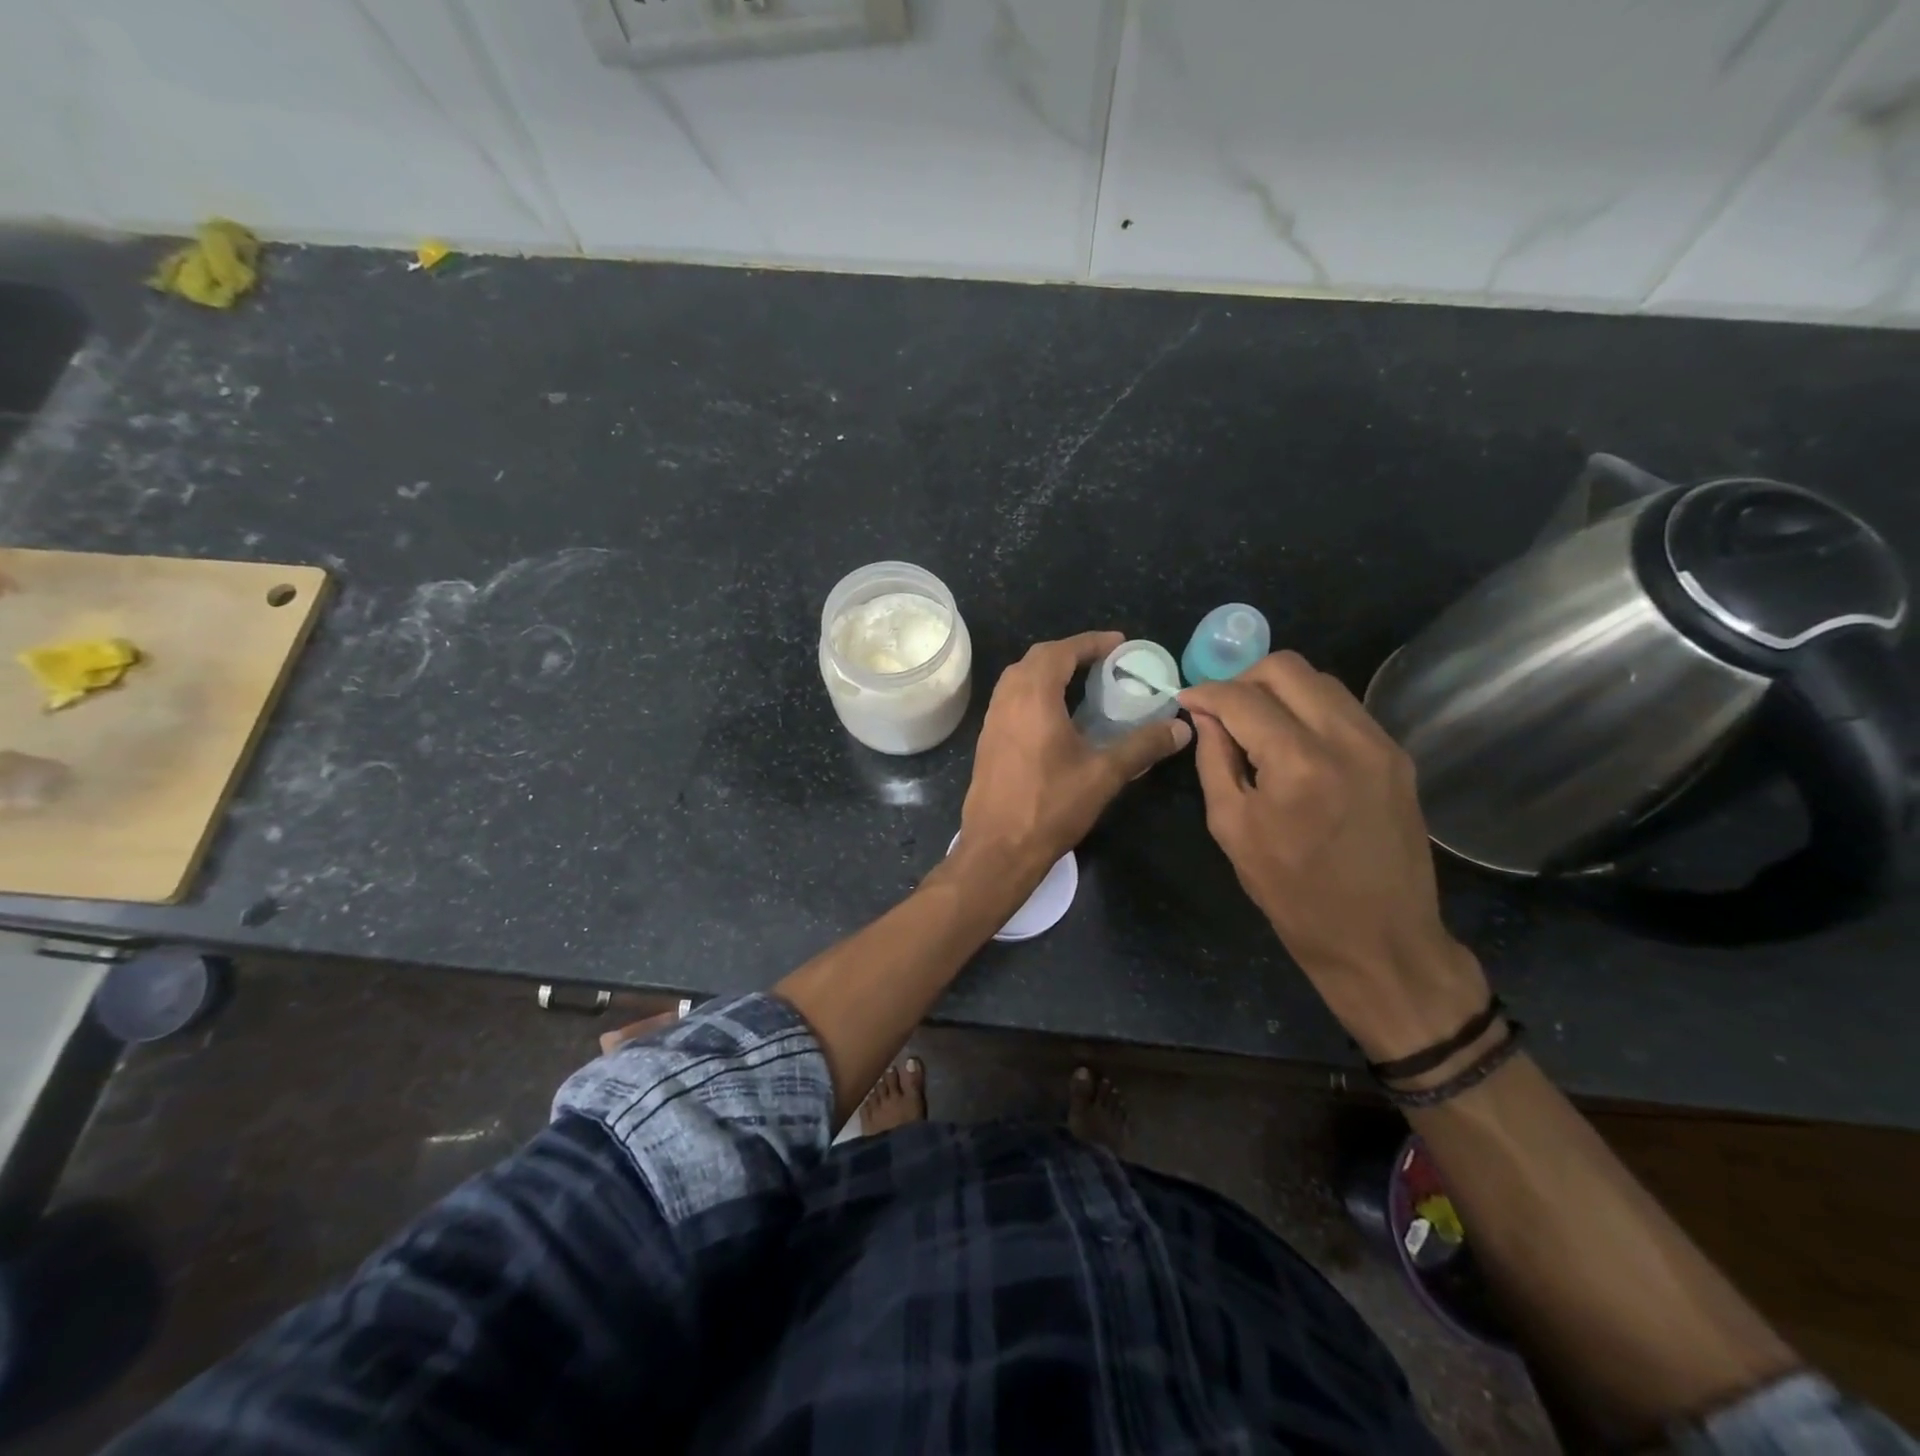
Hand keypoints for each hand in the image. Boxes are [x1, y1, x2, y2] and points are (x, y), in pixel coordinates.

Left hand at [955, 631, 1190, 893]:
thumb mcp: (1104, 775)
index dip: (1090, 642)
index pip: (1060, 652)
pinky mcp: (987, 741)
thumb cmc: (1051, 807)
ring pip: (1018, 679)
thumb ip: (1142, 746)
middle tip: (1102, 661)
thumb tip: (1181, 728)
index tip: (1118, 643)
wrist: (998, 849)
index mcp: (1033, 698)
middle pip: (1036, 659)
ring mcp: (991, 721)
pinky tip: (1054, 715)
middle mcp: (1007, 701)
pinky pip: (1010, 701)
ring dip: (1048, 672)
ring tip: (1081, 683)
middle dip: (1069, 652)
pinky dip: (1033, 693)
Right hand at [1180, 652, 1487, 1061]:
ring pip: (1321, 680)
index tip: (1185, 699)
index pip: (1243, 698)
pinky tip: (1292, 739)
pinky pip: (1345, 708)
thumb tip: (1205, 717)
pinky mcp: (1397, 756)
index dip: (1206, 692)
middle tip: (1221, 708)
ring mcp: (1379, 743)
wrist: (1380, 938)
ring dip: (1279, 690)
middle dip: (1243, 678)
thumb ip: (1215, 761)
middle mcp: (1345, 738)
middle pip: (1287, 668)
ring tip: (1255, 722)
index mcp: (1297, 763)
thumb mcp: (1233, 828)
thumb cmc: (1293, 893)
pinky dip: (1309, 708)